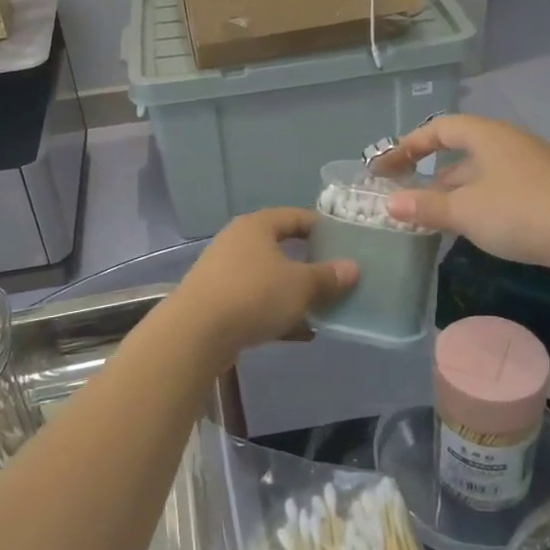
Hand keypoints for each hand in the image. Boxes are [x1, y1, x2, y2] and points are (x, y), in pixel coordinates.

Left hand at [164, 208, 358, 355]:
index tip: (345, 242)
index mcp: (257, 226)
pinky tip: (301, 333)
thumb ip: (328, 276)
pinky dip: (277, 313)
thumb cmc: (254, 294)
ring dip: (294, 293)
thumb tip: (352, 267)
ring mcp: (224, 272)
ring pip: (269, 278)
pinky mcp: (217, 301)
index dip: (321, 227)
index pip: (295, 217)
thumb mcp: (300, 285)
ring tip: (322, 308)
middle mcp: (237, 242)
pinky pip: (255, 302)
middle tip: (336, 277)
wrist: (197, 332)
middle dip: (309, 264)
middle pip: (280, 248)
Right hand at [371, 115, 549, 279]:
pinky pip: (499, 188)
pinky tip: (470, 225)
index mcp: (487, 136)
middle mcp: (508, 143)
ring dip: (453, 190)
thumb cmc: (518, 211)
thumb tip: (389, 203)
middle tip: (405, 194)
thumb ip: (424, 206)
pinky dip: (477, 201)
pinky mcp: (545, 190)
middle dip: (429, 172)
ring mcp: (530, 166)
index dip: (409, 145)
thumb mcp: (465, 211)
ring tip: (431, 215)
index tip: (386, 167)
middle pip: (460, 150)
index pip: (439, 128)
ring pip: (480, 173)